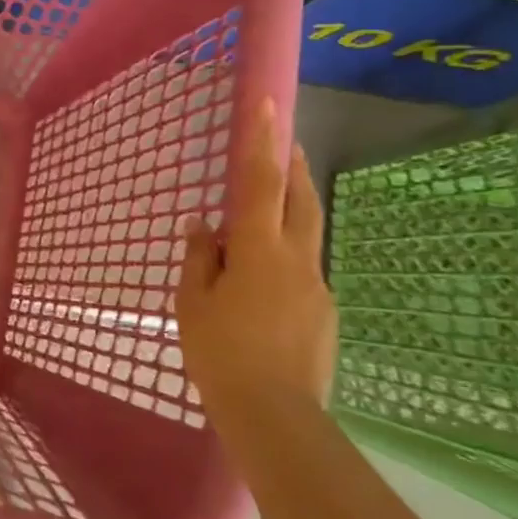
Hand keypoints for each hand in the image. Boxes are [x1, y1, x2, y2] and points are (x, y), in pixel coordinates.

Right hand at [176, 98, 336, 410]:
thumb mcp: (193, 303)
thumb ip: (199, 258)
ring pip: (307, 235)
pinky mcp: (324, 313)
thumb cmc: (221, 353)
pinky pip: (303, 271)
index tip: (268, 103)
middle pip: (301, 200)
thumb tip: (203, 225)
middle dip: (294, 167)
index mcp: (259, 250)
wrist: (275, 416)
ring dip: (293, 210)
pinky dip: (286, 257)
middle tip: (286, 143)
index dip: (262, 140)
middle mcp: (297, 259)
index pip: (261, 182)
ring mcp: (316, 287)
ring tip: (270, 210)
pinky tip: (265, 283)